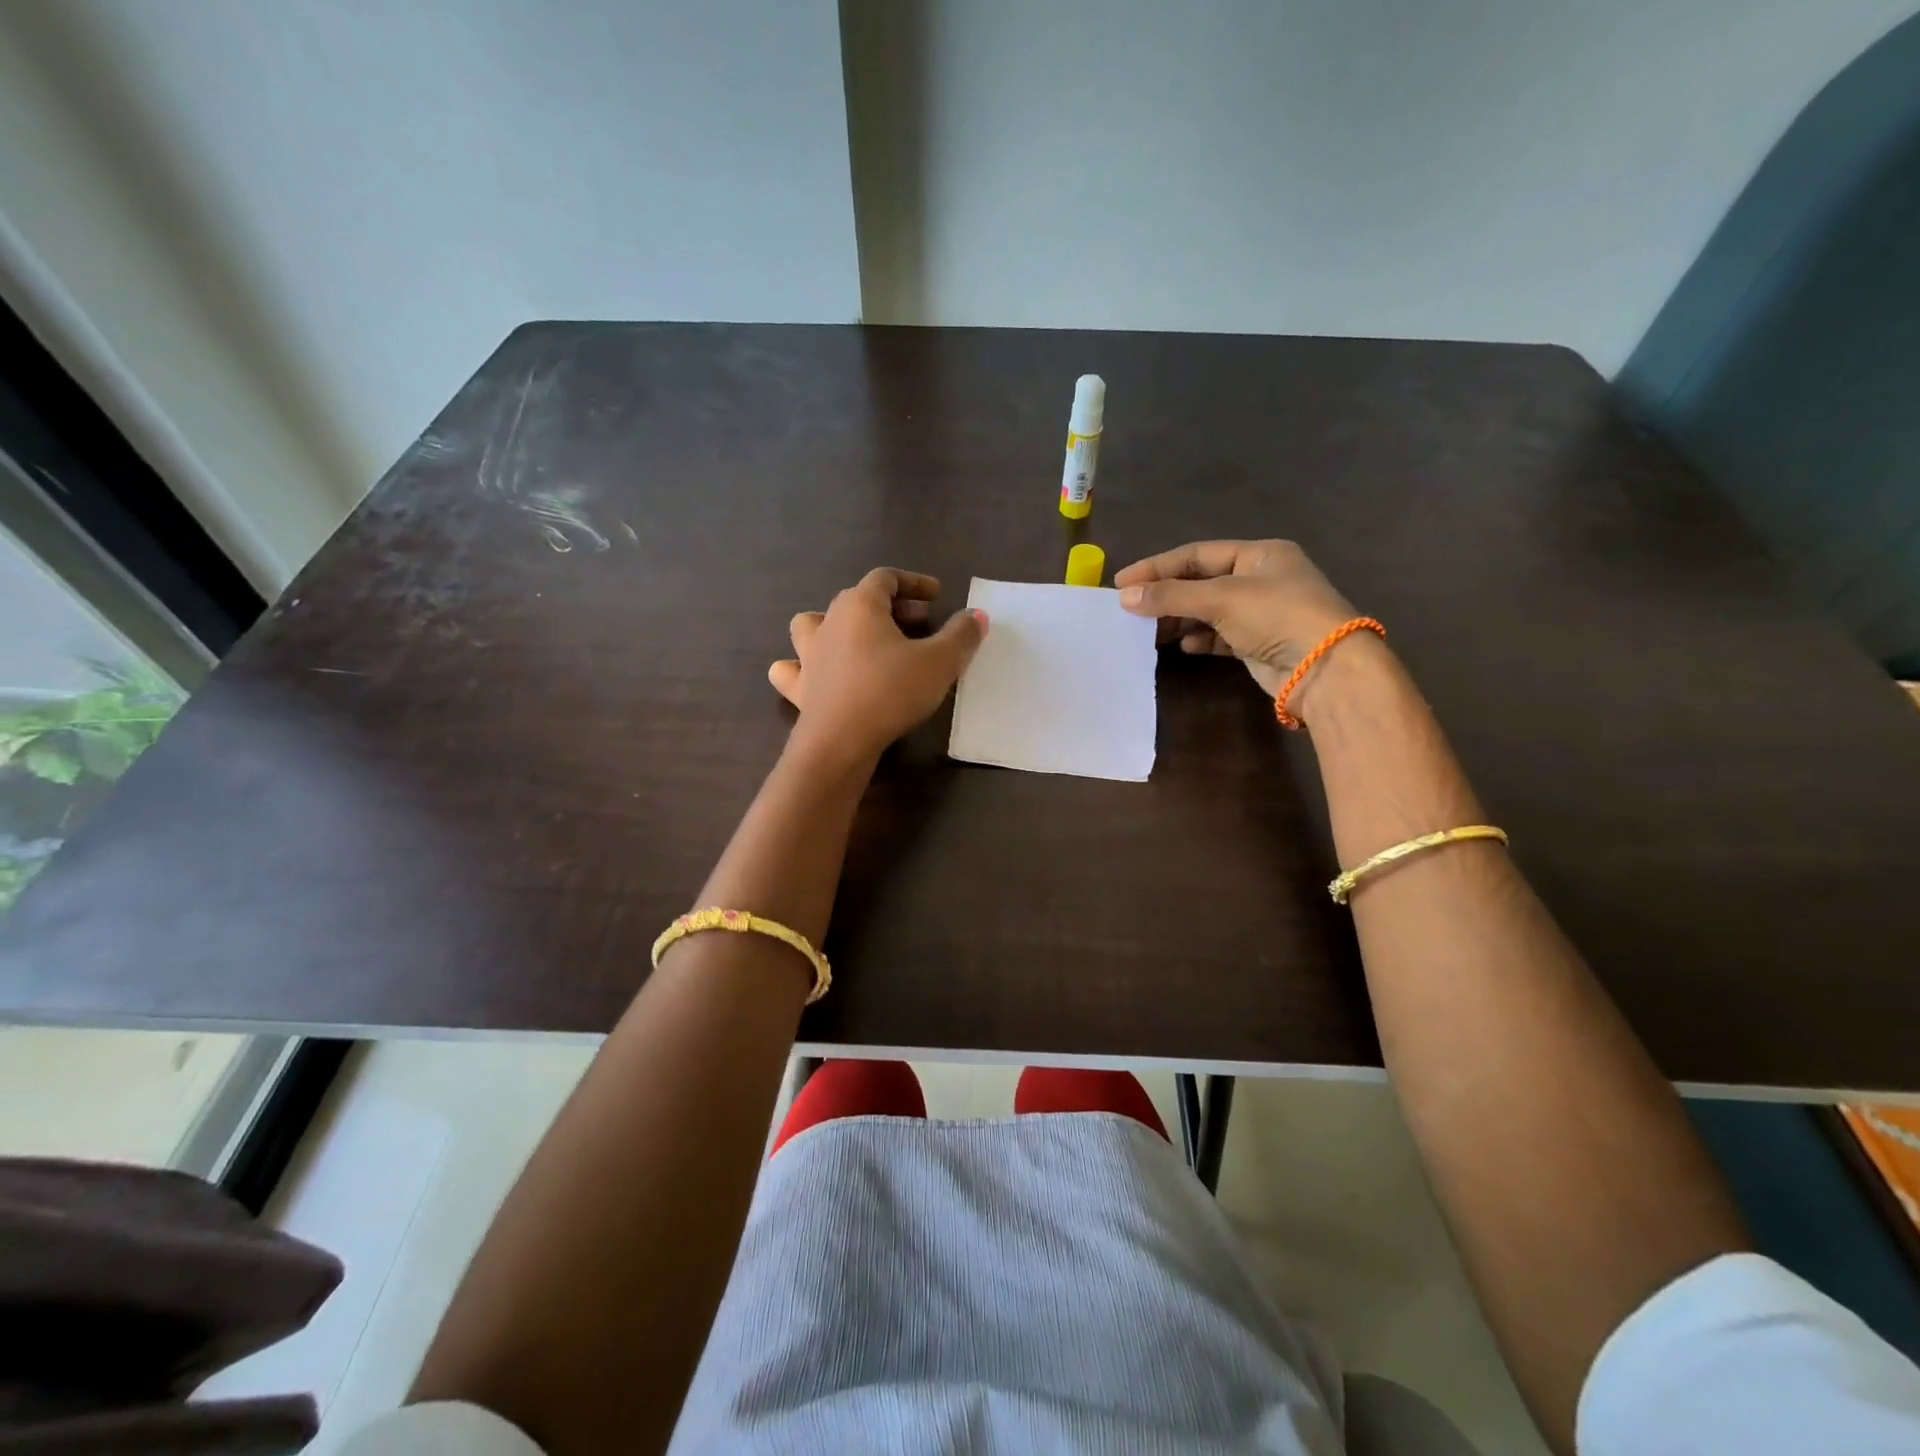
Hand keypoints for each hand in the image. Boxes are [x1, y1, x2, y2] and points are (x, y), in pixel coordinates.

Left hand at [768, 569, 986, 763]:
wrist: (841, 741)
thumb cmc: (891, 691)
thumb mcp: (941, 662)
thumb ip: (961, 635)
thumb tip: (976, 616)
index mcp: (860, 605)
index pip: (886, 578)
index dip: (914, 582)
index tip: (937, 595)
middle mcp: (829, 622)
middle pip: (857, 599)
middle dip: (890, 607)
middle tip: (920, 623)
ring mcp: (808, 655)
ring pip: (812, 624)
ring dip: (836, 625)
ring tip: (860, 640)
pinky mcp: (799, 688)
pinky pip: (793, 668)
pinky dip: (803, 666)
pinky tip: (816, 674)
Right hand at [1114, 540, 1360, 697]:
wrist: (1325, 668)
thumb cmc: (1276, 616)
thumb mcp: (1221, 598)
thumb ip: (1171, 596)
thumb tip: (1124, 596)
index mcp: (1259, 554)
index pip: (1197, 554)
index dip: (1158, 566)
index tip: (1122, 582)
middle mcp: (1261, 579)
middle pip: (1201, 582)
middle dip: (1167, 595)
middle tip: (1131, 610)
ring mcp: (1262, 612)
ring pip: (1208, 610)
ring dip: (1179, 619)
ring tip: (1150, 631)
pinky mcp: (1259, 643)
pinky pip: (1220, 636)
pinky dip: (1200, 639)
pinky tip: (1184, 646)